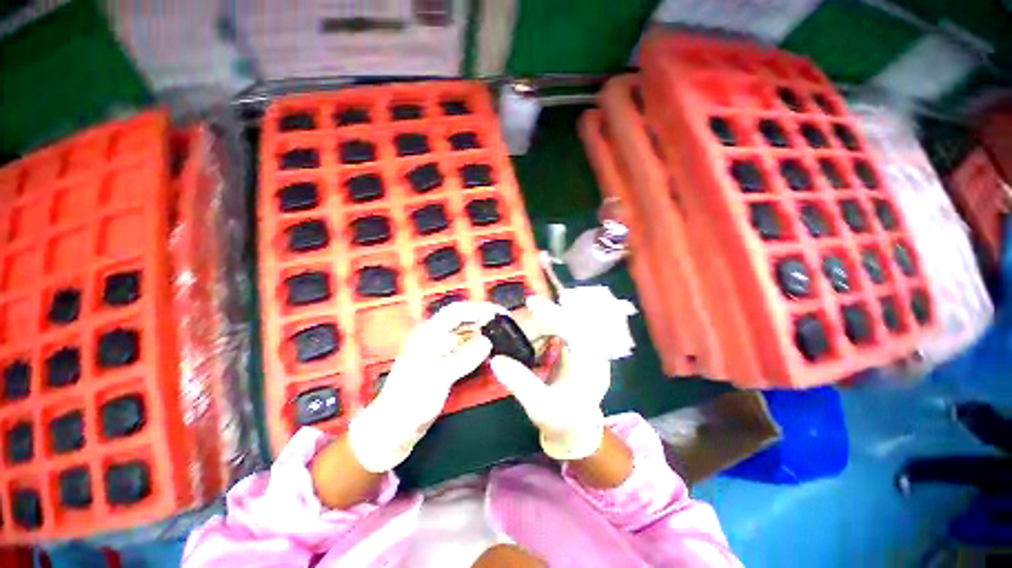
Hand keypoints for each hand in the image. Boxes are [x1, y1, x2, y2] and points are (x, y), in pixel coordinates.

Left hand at [348, 301, 500, 471]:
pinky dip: (477, 347)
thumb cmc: (410, 402)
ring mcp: (438, 353)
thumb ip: (463, 358)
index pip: (455, 312)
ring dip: (481, 332)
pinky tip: (488, 352)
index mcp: (427, 336)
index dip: (477, 309)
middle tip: (505, 325)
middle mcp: (433, 339)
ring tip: (501, 336)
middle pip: (461, 321)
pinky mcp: (442, 366)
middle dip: (482, 319)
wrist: (392, 431)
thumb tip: (487, 342)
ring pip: (463, 335)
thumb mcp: (438, 378)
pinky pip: (464, 350)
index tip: (498, 314)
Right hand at [491, 296, 610, 460]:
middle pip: (574, 319)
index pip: (575, 330)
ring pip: (571, 319)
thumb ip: (520, 383)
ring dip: (550, 314)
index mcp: (591, 366)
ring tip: (529, 314)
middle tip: (526, 306)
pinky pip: (568, 326)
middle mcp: (595, 352)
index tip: (531, 304)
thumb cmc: (561, 420)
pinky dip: (551, 322)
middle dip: (549, 311)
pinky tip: (538, 323)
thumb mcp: (539, 406)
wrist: (577, 429)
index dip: (553, 315)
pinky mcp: (582, 346)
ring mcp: (590, 347)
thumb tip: (496, 360)